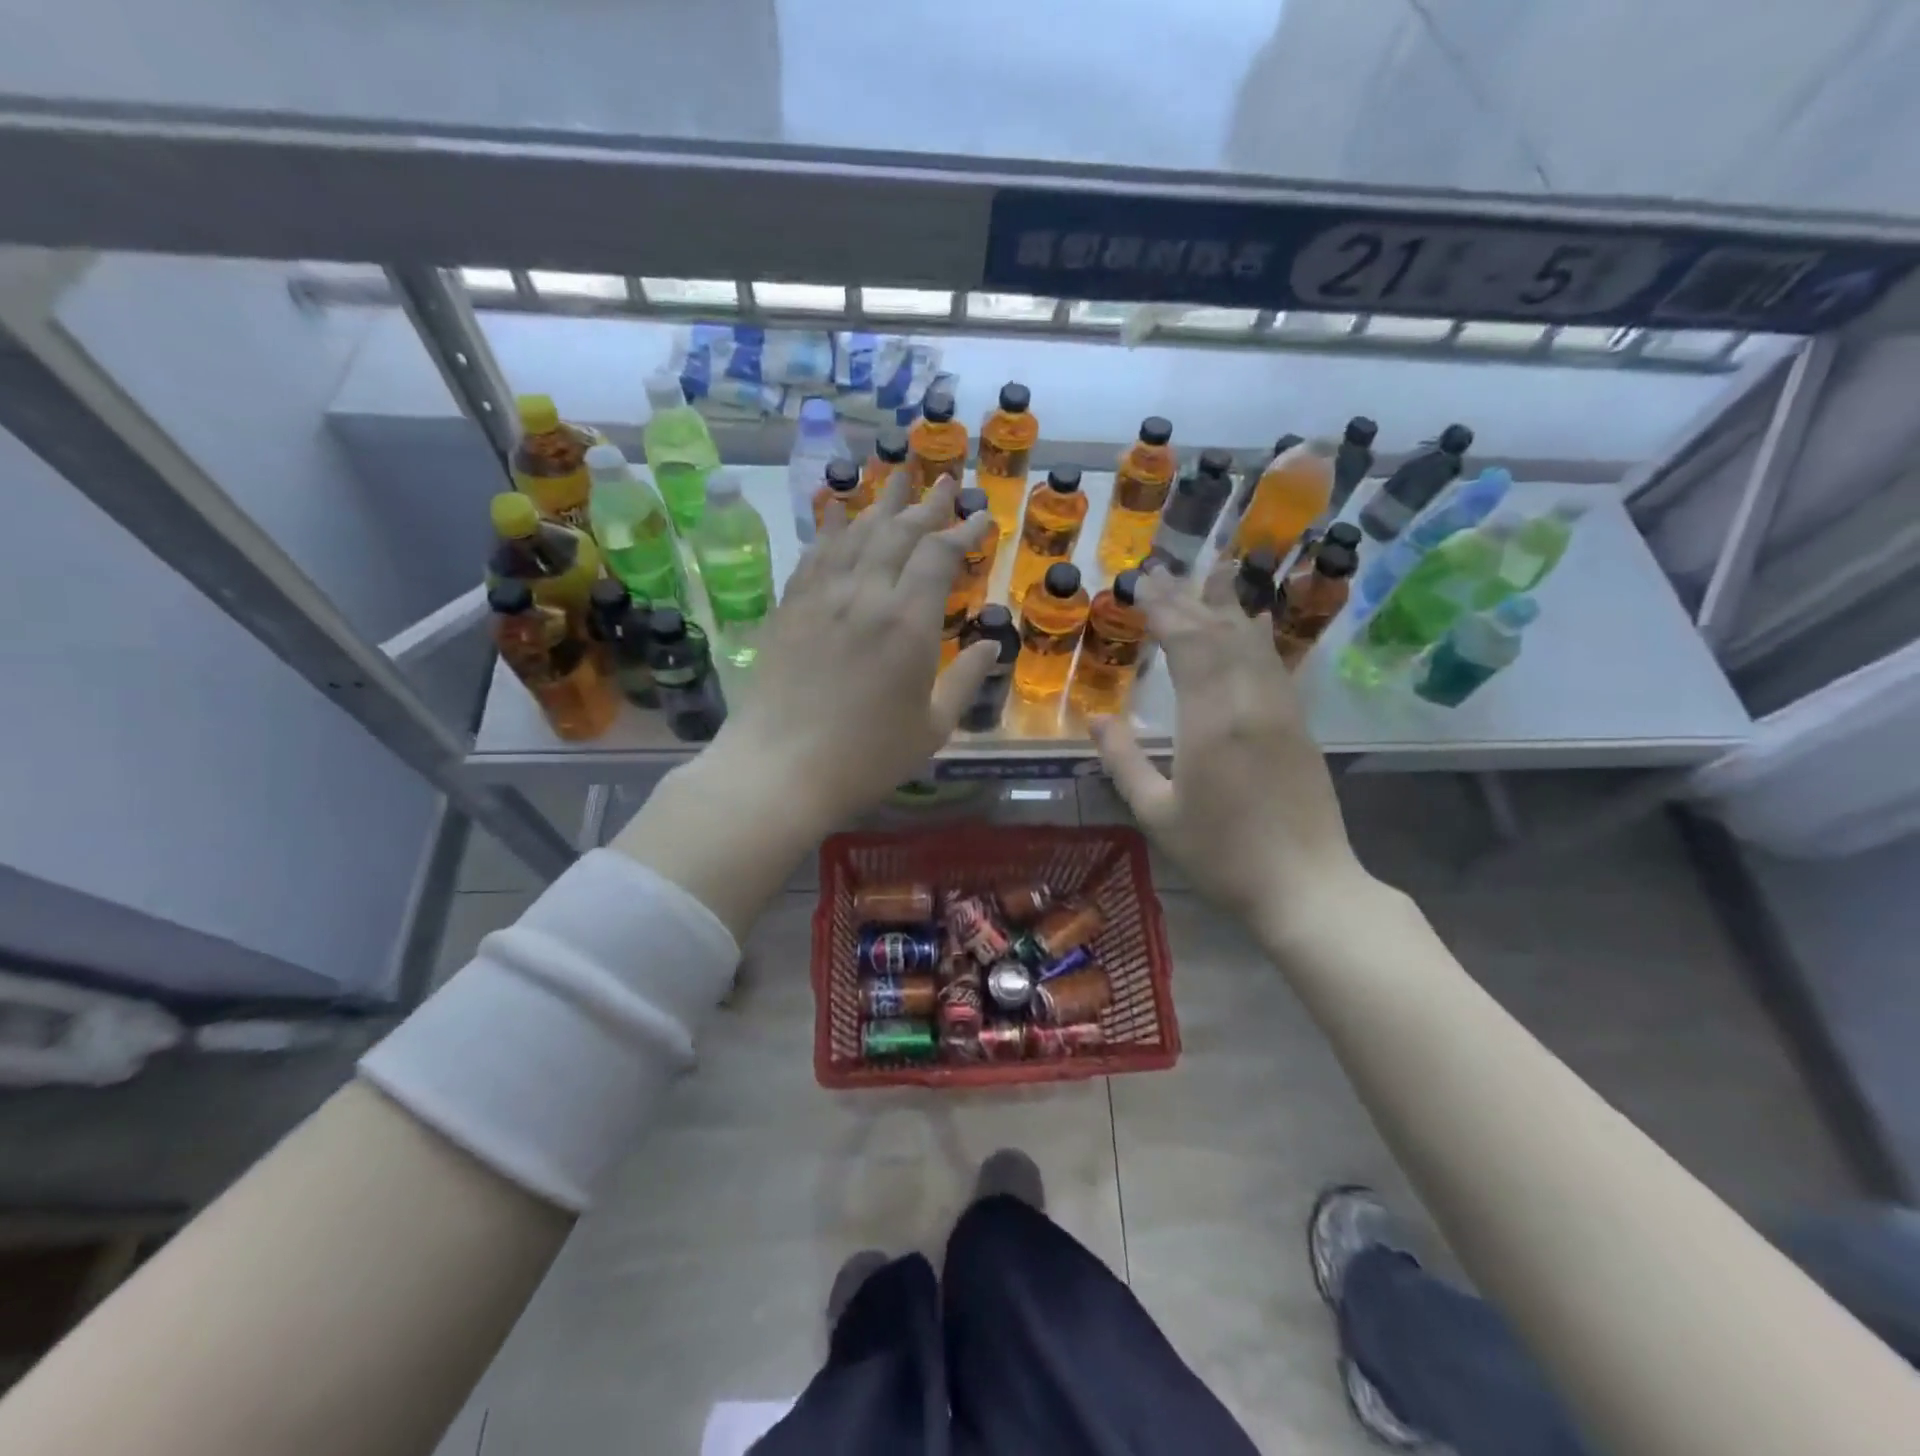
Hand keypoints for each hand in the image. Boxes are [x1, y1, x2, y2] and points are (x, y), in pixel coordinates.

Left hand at [707, 471, 996, 831]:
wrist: (780, 770)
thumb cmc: (867, 758)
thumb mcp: (933, 728)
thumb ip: (966, 681)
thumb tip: (989, 645)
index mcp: (908, 623)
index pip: (939, 555)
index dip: (963, 531)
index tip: (982, 517)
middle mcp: (865, 594)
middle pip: (899, 532)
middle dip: (928, 504)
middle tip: (947, 483)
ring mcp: (821, 596)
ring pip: (855, 533)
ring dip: (882, 504)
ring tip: (900, 480)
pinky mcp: (789, 607)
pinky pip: (815, 553)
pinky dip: (832, 527)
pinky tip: (840, 512)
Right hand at [1089, 562, 1370, 938]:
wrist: (1305, 886)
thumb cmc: (1222, 856)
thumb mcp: (1157, 814)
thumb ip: (1124, 761)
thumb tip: (1095, 718)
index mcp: (1211, 722)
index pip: (1187, 646)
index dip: (1163, 611)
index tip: (1141, 585)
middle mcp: (1250, 703)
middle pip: (1218, 635)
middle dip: (1187, 600)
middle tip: (1162, 571)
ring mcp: (1280, 711)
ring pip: (1252, 643)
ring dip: (1227, 607)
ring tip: (1212, 573)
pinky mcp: (1298, 725)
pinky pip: (1274, 665)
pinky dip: (1257, 637)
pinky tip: (1252, 624)